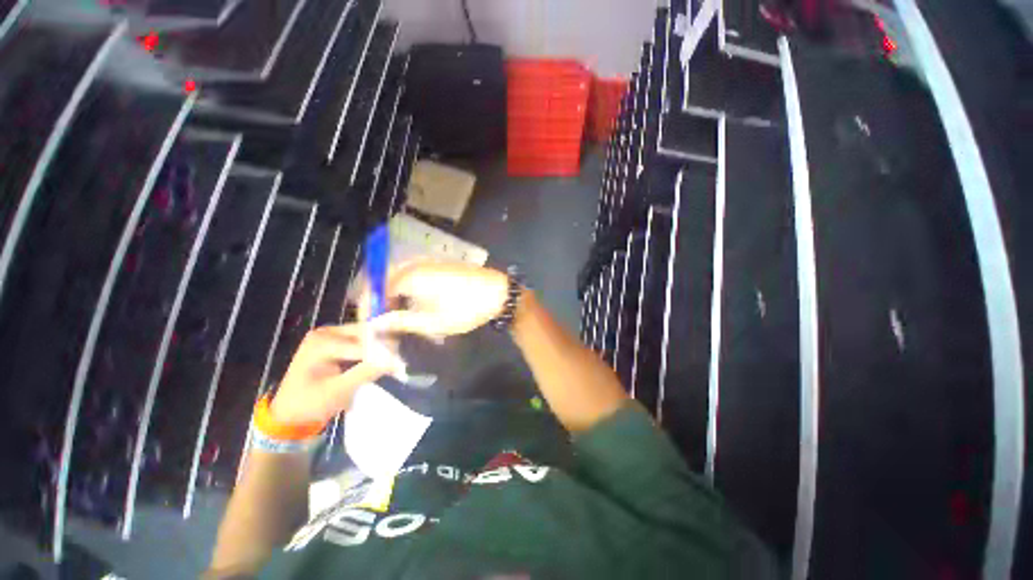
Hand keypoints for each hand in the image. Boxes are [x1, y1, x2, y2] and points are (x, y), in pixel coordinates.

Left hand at [268, 325, 403, 425]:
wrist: (289, 413)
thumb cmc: (309, 404)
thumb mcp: (337, 391)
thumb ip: (365, 373)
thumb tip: (394, 361)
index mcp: (321, 342)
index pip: (361, 344)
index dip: (382, 354)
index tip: (400, 365)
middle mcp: (327, 332)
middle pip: (366, 334)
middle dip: (383, 347)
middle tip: (398, 362)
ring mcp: (331, 335)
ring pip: (367, 336)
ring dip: (379, 348)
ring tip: (392, 363)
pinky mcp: (337, 341)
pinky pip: (362, 341)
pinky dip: (372, 351)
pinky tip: (380, 361)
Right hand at [369, 262, 509, 337]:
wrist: (499, 293)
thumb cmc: (466, 308)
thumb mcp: (432, 321)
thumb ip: (401, 321)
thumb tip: (375, 324)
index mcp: (410, 275)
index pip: (376, 289)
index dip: (370, 308)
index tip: (371, 327)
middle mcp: (416, 264)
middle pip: (386, 280)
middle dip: (382, 302)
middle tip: (384, 323)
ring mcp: (429, 263)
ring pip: (400, 277)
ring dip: (395, 296)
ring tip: (399, 317)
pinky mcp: (440, 266)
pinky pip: (415, 275)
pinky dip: (409, 290)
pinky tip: (416, 304)